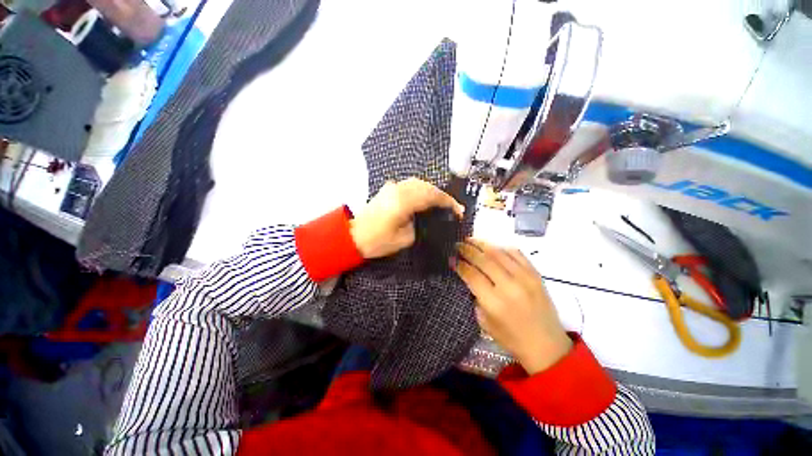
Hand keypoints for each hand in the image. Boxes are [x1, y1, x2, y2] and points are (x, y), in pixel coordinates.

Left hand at [350, 178, 463, 258]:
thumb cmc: (377, 241)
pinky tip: (424, 198)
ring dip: (431, 190)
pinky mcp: (386, 189)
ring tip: (440, 203)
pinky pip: (408, 185)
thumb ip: (419, 225)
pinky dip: (420, 189)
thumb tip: (427, 219)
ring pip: (417, 183)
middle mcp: (398, 190)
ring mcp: (391, 188)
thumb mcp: (404, 239)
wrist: (352, 236)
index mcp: (403, 202)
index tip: (458, 210)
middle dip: (441, 195)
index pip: (431, 196)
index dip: (447, 202)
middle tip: (452, 207)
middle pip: (426, 186)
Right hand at [454, 239, 571, 374]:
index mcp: (494, 302)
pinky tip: (492, 247)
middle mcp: (509, 286)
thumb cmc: (511, 337)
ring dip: (482, 244)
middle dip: (467, 250)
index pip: (472, 275)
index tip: (452, 258)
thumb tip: (467, 275)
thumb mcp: (484, 321)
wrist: (546, 345)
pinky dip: (502, 248)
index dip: (460, 265)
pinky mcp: (536, 274)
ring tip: (470, 240)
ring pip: (499, 253)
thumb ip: (475, 296)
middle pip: (483, 260)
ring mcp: (525, 278)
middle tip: (458, 244)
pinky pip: (516, 253)